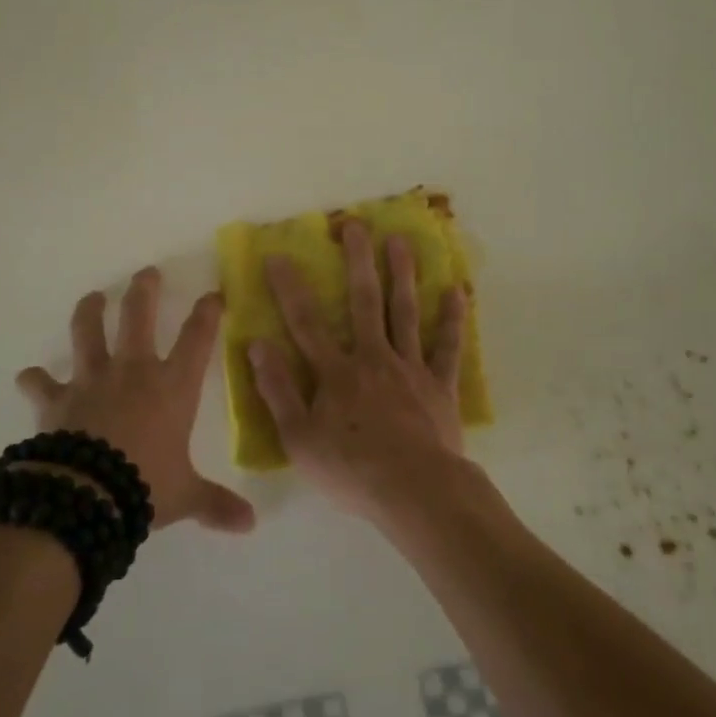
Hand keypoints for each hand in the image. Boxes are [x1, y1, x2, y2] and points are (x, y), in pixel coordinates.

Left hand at [16, 268, 255, 533]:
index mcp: (172, 386)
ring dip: (90, 311)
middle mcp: (133, 371)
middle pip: (139, 316)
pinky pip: (41, 383)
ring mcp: (92, 380)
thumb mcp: (185, 496)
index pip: (197, 338)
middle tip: (147, 273)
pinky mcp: (57, 399)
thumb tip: (251, 525)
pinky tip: (29, 376)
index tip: (214, 293)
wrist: (86, 496)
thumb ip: (216, 505)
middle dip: (145, 290)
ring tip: (93, 297)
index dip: (208, 312)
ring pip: (88, 332)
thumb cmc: (145, 487)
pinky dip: (35, 379)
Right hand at [250, 221, 471, 525]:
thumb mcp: (298, 438)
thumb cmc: (350, 470)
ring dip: (402, 274)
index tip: (278, 255)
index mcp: (336, 372)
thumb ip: (277, 390)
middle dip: (358, 261)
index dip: (289, 288)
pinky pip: (447, 347)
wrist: (414, 492)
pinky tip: (458, 291)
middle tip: (355, 225)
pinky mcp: (440, 386)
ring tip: (401, 240)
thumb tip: (257, 345)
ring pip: (406, 312)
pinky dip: (453, 319)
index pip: (305, 322)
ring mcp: (410, 368)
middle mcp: (373, 358)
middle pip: (364, 302)